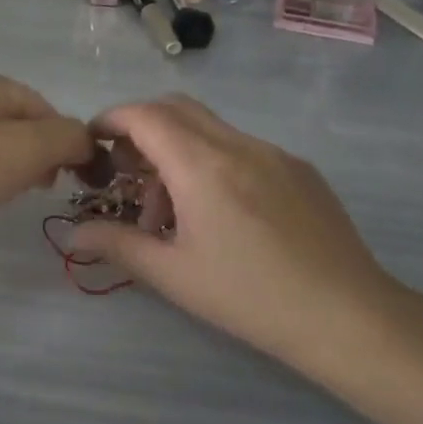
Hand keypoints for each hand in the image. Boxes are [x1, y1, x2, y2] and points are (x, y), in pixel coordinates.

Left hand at [0, 68, 93, 241]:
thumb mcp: (31, 149)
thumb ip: (69, 138)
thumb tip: (84, 142)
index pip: (43, 106)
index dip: (63, 141)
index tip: (66, 176)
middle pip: (20, 123)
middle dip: (38, 155)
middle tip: (40, 187)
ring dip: (14, 168)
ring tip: (8, 194)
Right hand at [69, 95, 422, 393]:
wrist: (348, 316)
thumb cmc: (251, 297)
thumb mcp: (174, 275)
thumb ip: (118, 245)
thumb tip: (74, 233)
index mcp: (202, 165)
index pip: (145, 115)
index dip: (112, 119)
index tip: (94, 141)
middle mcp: (237, 144)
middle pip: (176, 108)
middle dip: (142, 129)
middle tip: (127, 172)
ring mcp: (273, 153)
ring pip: (210, 129)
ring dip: (178, 151)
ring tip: (174, 212)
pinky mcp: (299, 168)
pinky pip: (242, 147)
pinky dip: (213, 161)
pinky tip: (222, 214)